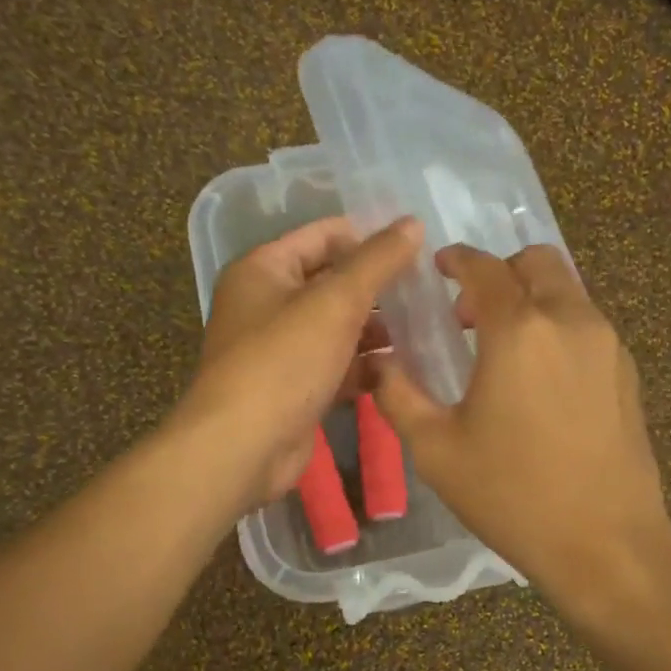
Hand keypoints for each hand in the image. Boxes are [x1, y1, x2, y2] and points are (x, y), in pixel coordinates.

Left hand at [183, 216, 423, 509]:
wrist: (243, 447)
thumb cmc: (284, 361)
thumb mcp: (336, 302)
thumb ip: (377, 261)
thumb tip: (412, 223)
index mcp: (264, 270)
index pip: (322, 236)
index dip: (367, 236)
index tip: (416, 248)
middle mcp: (267, 305)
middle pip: (332, 284)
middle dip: (377, 289)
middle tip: (428, 292)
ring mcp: (280, 351)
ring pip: (337, 329)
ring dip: (376, 331)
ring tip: (425, 330)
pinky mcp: (295, 390)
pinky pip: (337, 367)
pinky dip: (365, 367)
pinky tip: (401, 369)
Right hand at [372, 243, 670, 604]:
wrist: (605, 543)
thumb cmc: (512, 496)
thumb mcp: (436, 450)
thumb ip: (399, 396)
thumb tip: (377, 363)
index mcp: (519, 330)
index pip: (485, 268)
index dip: (458, 260)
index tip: (440, 268)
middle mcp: (570, 320)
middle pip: (537, 262)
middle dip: (500, 272)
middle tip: (469, 313)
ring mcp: (608, 345)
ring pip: (568, 291)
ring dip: (532, 298)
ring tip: (504, 348)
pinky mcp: (628, 373)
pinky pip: (588, 325)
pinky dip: (558, 327)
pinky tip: (541, 378)